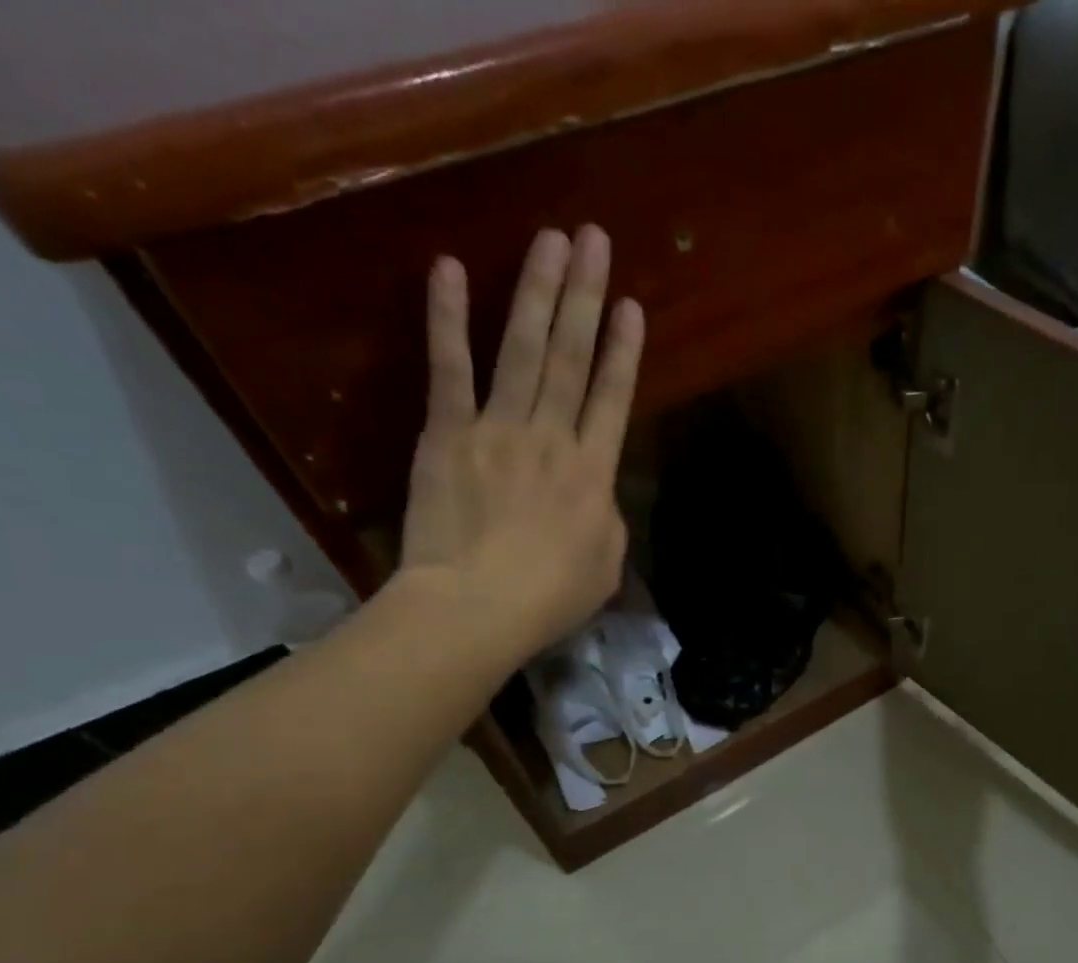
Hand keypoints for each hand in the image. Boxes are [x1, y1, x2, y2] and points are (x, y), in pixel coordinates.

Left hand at [396, 225, 644, 668]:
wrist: (477, 607)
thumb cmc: (550, 598)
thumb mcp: (606, 566)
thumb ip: (607, 518)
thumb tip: (596, 493)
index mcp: (594, 474)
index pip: (613, 400)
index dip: (623, 351)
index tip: (631, 305)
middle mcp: (552, 437)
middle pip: (572, 358)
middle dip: (585, 296)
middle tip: (593, 239)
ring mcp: (498, 429)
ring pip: (522, 349)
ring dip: (538, 291)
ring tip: (551, 240)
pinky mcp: (447, 433)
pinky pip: (450, 369)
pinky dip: (448, 318)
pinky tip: (449, 268)